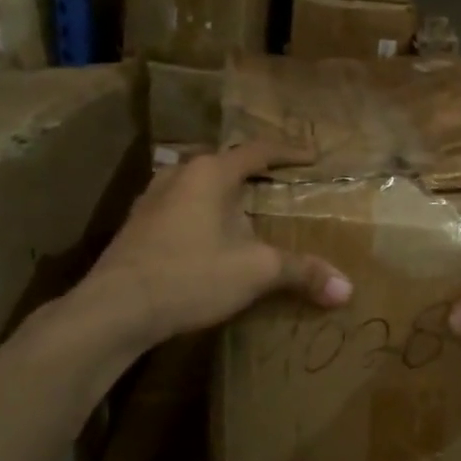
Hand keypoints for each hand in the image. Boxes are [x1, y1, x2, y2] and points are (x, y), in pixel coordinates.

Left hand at [65, 141, 352, 349]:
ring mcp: (151, 199)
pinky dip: (200, 212)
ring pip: (196, 184)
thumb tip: (347, 290)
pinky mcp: (135, 226)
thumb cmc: (190, 276)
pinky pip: (178, 206)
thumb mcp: (256, 272)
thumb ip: (302, 273)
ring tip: (242, 209)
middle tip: (278, 184)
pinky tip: (206, 237)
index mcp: (211, 173)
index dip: (288, 152)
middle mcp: (179, 175)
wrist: (113, 310)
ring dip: (222, 192)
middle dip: (253, 172)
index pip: (258, 151)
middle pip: (224, 163)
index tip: (311, 158)